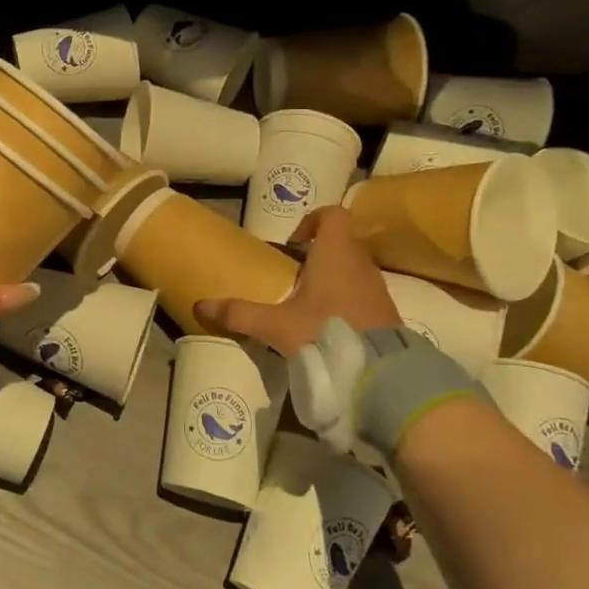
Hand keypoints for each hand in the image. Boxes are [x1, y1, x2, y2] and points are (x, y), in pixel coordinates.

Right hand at [196, 206, 399, 353]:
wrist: (380, 372)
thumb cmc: (325, 332)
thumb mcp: (276, 325)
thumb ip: (239, 314)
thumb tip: (201, 306)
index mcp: (335, 254)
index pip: (333, 215)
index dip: (313, 221)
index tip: (293, 243)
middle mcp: (361, 264)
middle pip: (342, 243)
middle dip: (318, 255)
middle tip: (294, 278)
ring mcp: (378, 289)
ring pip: (354, 269)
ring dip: (333, 279)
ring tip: (308, 304)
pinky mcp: (387, 314)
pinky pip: (364, 294)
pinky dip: (347, 301)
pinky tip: (328, 326)